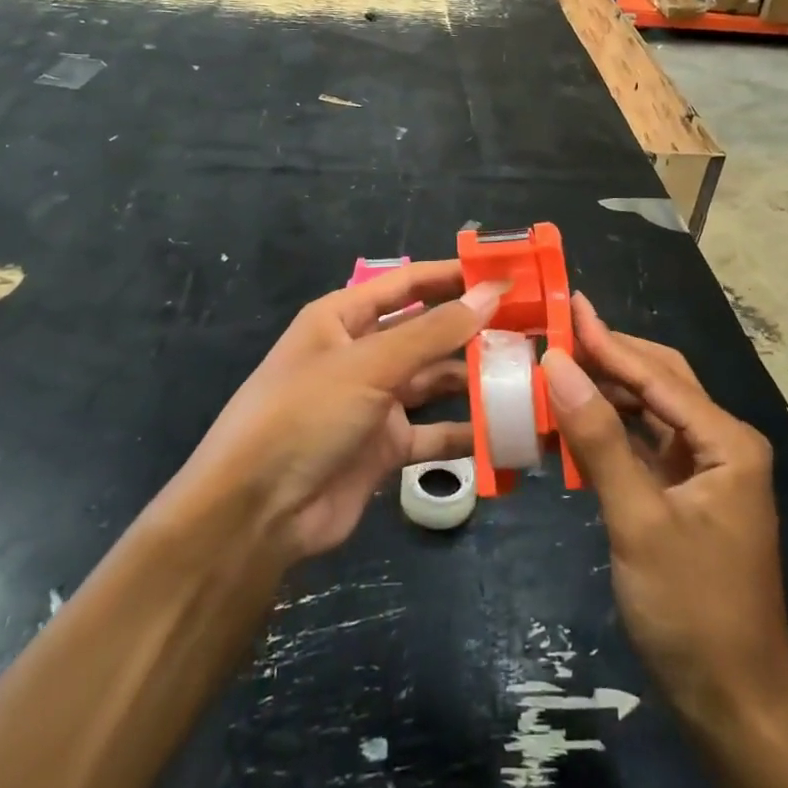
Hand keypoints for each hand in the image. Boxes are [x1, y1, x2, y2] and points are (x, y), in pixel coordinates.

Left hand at [166, 261, 501, 564]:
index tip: (505, 273)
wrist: (256, 514)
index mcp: (344, 318)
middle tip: (531, 324)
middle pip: (426, 331)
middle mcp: (361, 354)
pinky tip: (507, 430)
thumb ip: (435, 331)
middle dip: (472, 327)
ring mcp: (373, 402)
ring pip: (435, 380)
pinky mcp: (384, 448)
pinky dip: (466, 432)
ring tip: (527, 371)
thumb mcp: (370, 365)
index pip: (408, 283)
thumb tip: (493, 293)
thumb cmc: (306, 415)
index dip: (454, 275)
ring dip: (474, 378)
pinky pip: (434, 432)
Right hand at [542, 294, 787, 730]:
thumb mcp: (638, 519)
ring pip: (649, 414)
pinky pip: (643, 448)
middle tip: (554, 333)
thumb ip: (598, 438)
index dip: (606, 340)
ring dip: (604, 395)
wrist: (734, 707)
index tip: (564, 306)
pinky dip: (608, 434)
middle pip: (658, 382)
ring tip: (554, 372)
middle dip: (608, 358)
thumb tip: (557, 365)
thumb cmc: (692, 611)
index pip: (656, 375)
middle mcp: (721, 444)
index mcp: (726, 441)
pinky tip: (571, 425)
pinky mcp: (686, 498)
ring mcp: (705, 472)